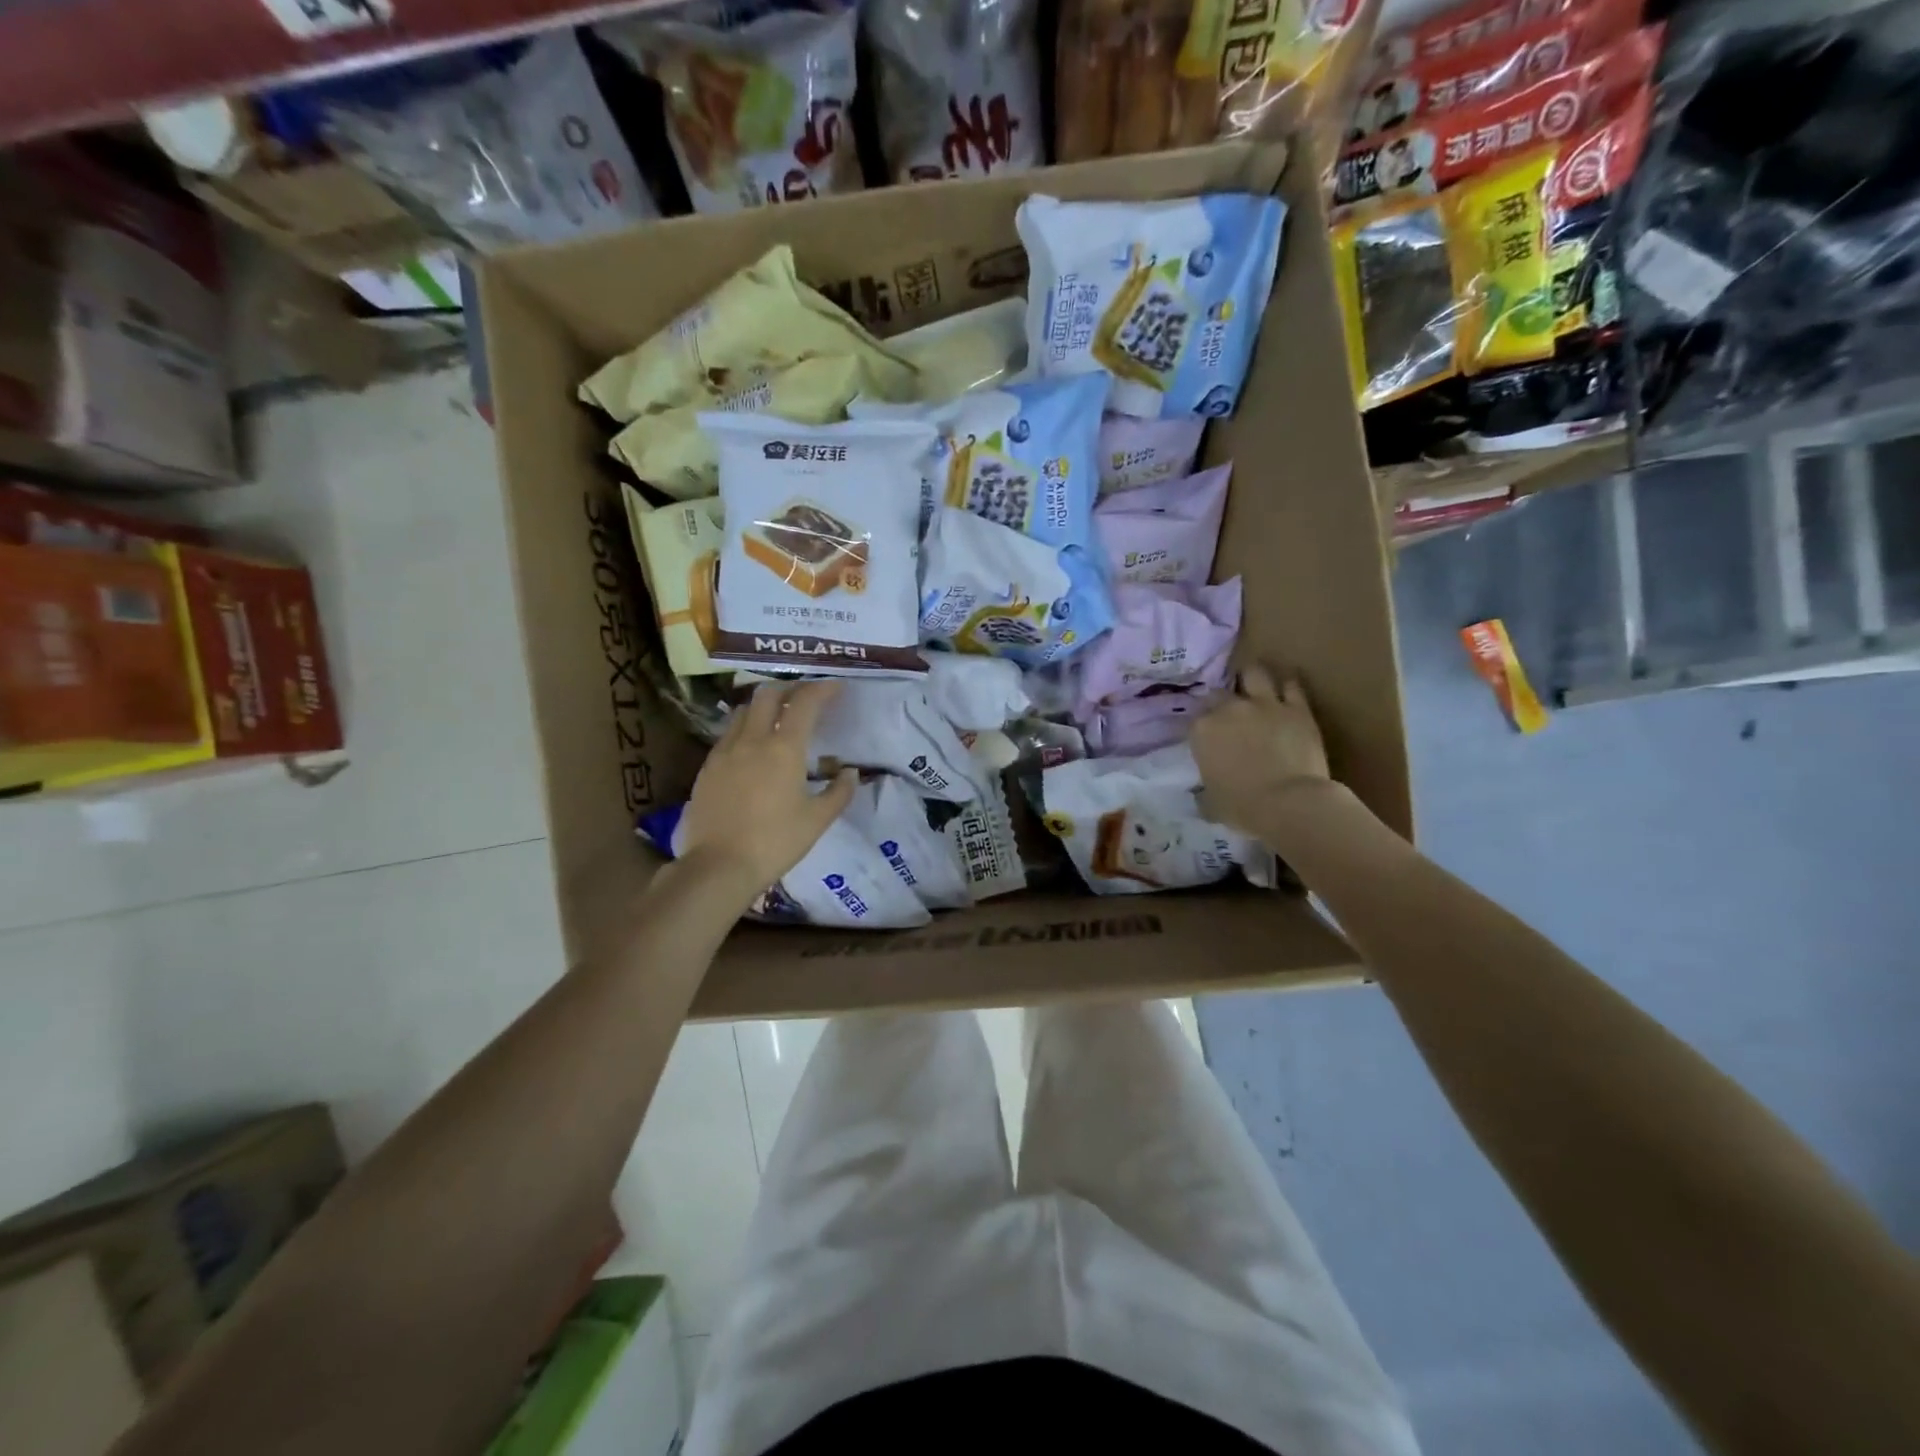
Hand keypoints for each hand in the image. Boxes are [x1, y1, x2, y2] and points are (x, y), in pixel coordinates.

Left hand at [676, 681, 857, 895]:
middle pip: (767, 695)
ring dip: (763, 706)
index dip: (822, 689)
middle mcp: (752, 740)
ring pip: (743, 711)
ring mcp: (724, 752)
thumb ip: (839, 792)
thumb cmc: (775, 842)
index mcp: (783, 748)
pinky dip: (744, 728)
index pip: (804, 703)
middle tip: (805, 697)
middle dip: (789, 689)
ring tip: (776, 718)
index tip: (836, 686)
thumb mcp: (817, 820)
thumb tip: (849, 773)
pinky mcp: (707, 768)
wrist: (718, 866)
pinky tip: (751, 748)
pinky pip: (728, 734)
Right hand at [1191, 665, 1330, 833]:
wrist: (1289, 804)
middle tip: (1228, 713)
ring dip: (1252, 678)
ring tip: (1253, 685)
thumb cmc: (1242, 807)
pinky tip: (1286, 689)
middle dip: (1221, 701)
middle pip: (1219, 693)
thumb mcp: (1211, 803)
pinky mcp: (1298, 709)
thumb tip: (1202, 794)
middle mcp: (1230, 709)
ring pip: (1255, 674)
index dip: (1202, 727)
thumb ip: (1204, 792)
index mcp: (1203, 730)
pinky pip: (1292, 686)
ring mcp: (1265, 704)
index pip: (1195, 719)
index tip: (1207, 737)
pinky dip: (1288, 686)